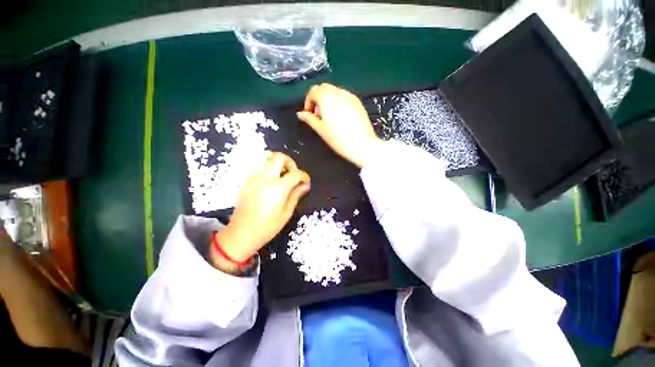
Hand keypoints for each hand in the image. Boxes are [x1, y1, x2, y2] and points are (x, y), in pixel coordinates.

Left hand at [212, 153, 309, 271]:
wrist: (241, 234)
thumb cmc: (267, 227)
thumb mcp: (286, 213)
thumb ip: (296, 195)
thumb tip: (305, 185)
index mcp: (278, 188)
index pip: (295, 173)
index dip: (304, 176)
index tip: (305, 182)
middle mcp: (265, 178)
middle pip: (279, 157)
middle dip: (290, 162)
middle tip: (293, 173)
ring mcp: (253, 178)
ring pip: (264, 157)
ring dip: (276, 160)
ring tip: (281, 172)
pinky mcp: (246, 181)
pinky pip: (256, 165)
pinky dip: (266, 165)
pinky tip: (270, 177)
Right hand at [297, 83, 384, 167]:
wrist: (362, 145)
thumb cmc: (338, 138)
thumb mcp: (320, 129)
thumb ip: (309, 119)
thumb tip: (300, 113)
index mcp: (327, 97)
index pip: (313, 91)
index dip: (308, 102)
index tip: (309, 114)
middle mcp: (338, 92)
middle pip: (324, 88)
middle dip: (318, 98)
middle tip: (318, 115)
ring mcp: (350, 96)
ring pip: (335, 91)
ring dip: (328, 99)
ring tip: (329, 117)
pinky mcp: (358, 102)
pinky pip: (344, 97)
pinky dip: (338, 102)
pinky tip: (340, 116)